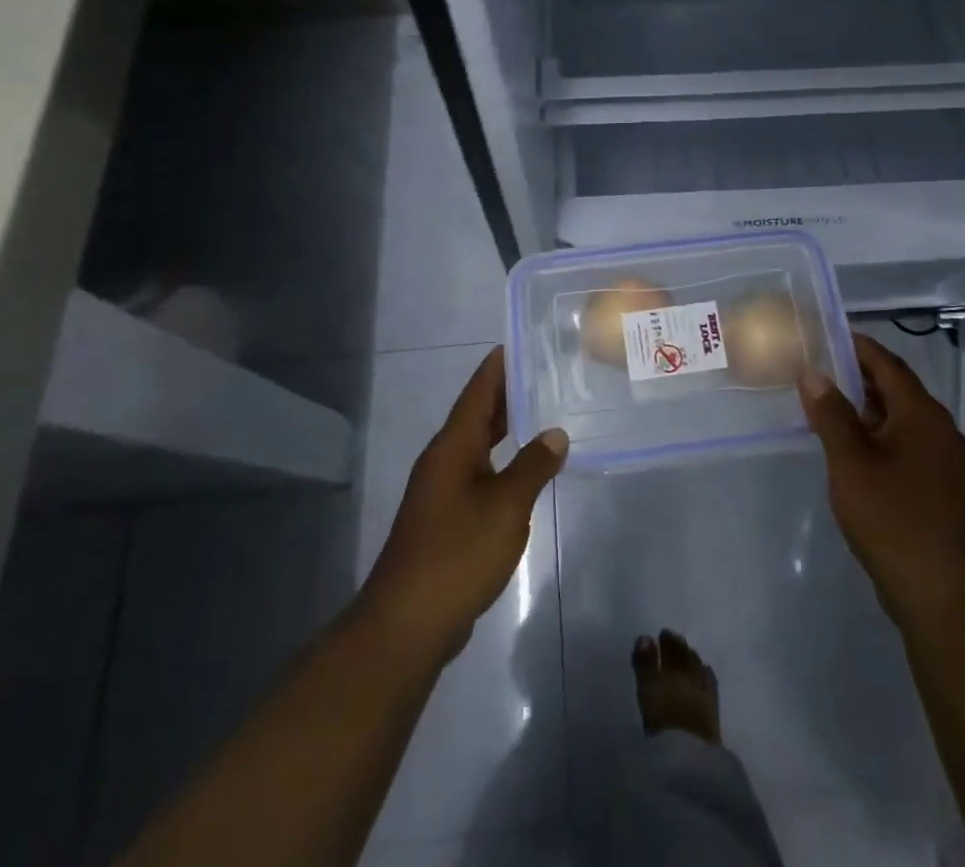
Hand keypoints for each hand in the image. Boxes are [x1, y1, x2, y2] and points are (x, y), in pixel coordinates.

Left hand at [359, 347, 568, 661]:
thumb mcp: (506, 507)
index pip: (478, 392)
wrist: (408, 622)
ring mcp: (441, 491)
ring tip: (542, 413)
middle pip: (476, 414)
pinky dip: (501, 461)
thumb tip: (556, 432)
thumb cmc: (458, 553)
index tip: (522, 342)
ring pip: (477, 445)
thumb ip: (533, 466)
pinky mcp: (445, 518)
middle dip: (507, 393)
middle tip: (545, 373)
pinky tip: (524, 471)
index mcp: (453, 447)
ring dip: (505, 428)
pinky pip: (478, 473)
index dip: (499, 366)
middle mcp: (443, 460)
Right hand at [799, 333, 964, 627]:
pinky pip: (908, 445)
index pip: (888, 364)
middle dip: (859, 376)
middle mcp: (941, 431)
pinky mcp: (943, 489)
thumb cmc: (893, 519)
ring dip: (868, 408)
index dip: (857, 346)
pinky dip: (879, 435)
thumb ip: (831, 414)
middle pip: (898, 390)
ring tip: (828, 405)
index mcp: (923, 415)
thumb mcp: (850, 462)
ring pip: (902, 420)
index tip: (826, 334)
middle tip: (819, 368)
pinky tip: (854, 450)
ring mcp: (946, 462)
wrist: (943, 596)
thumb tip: (813, 373)